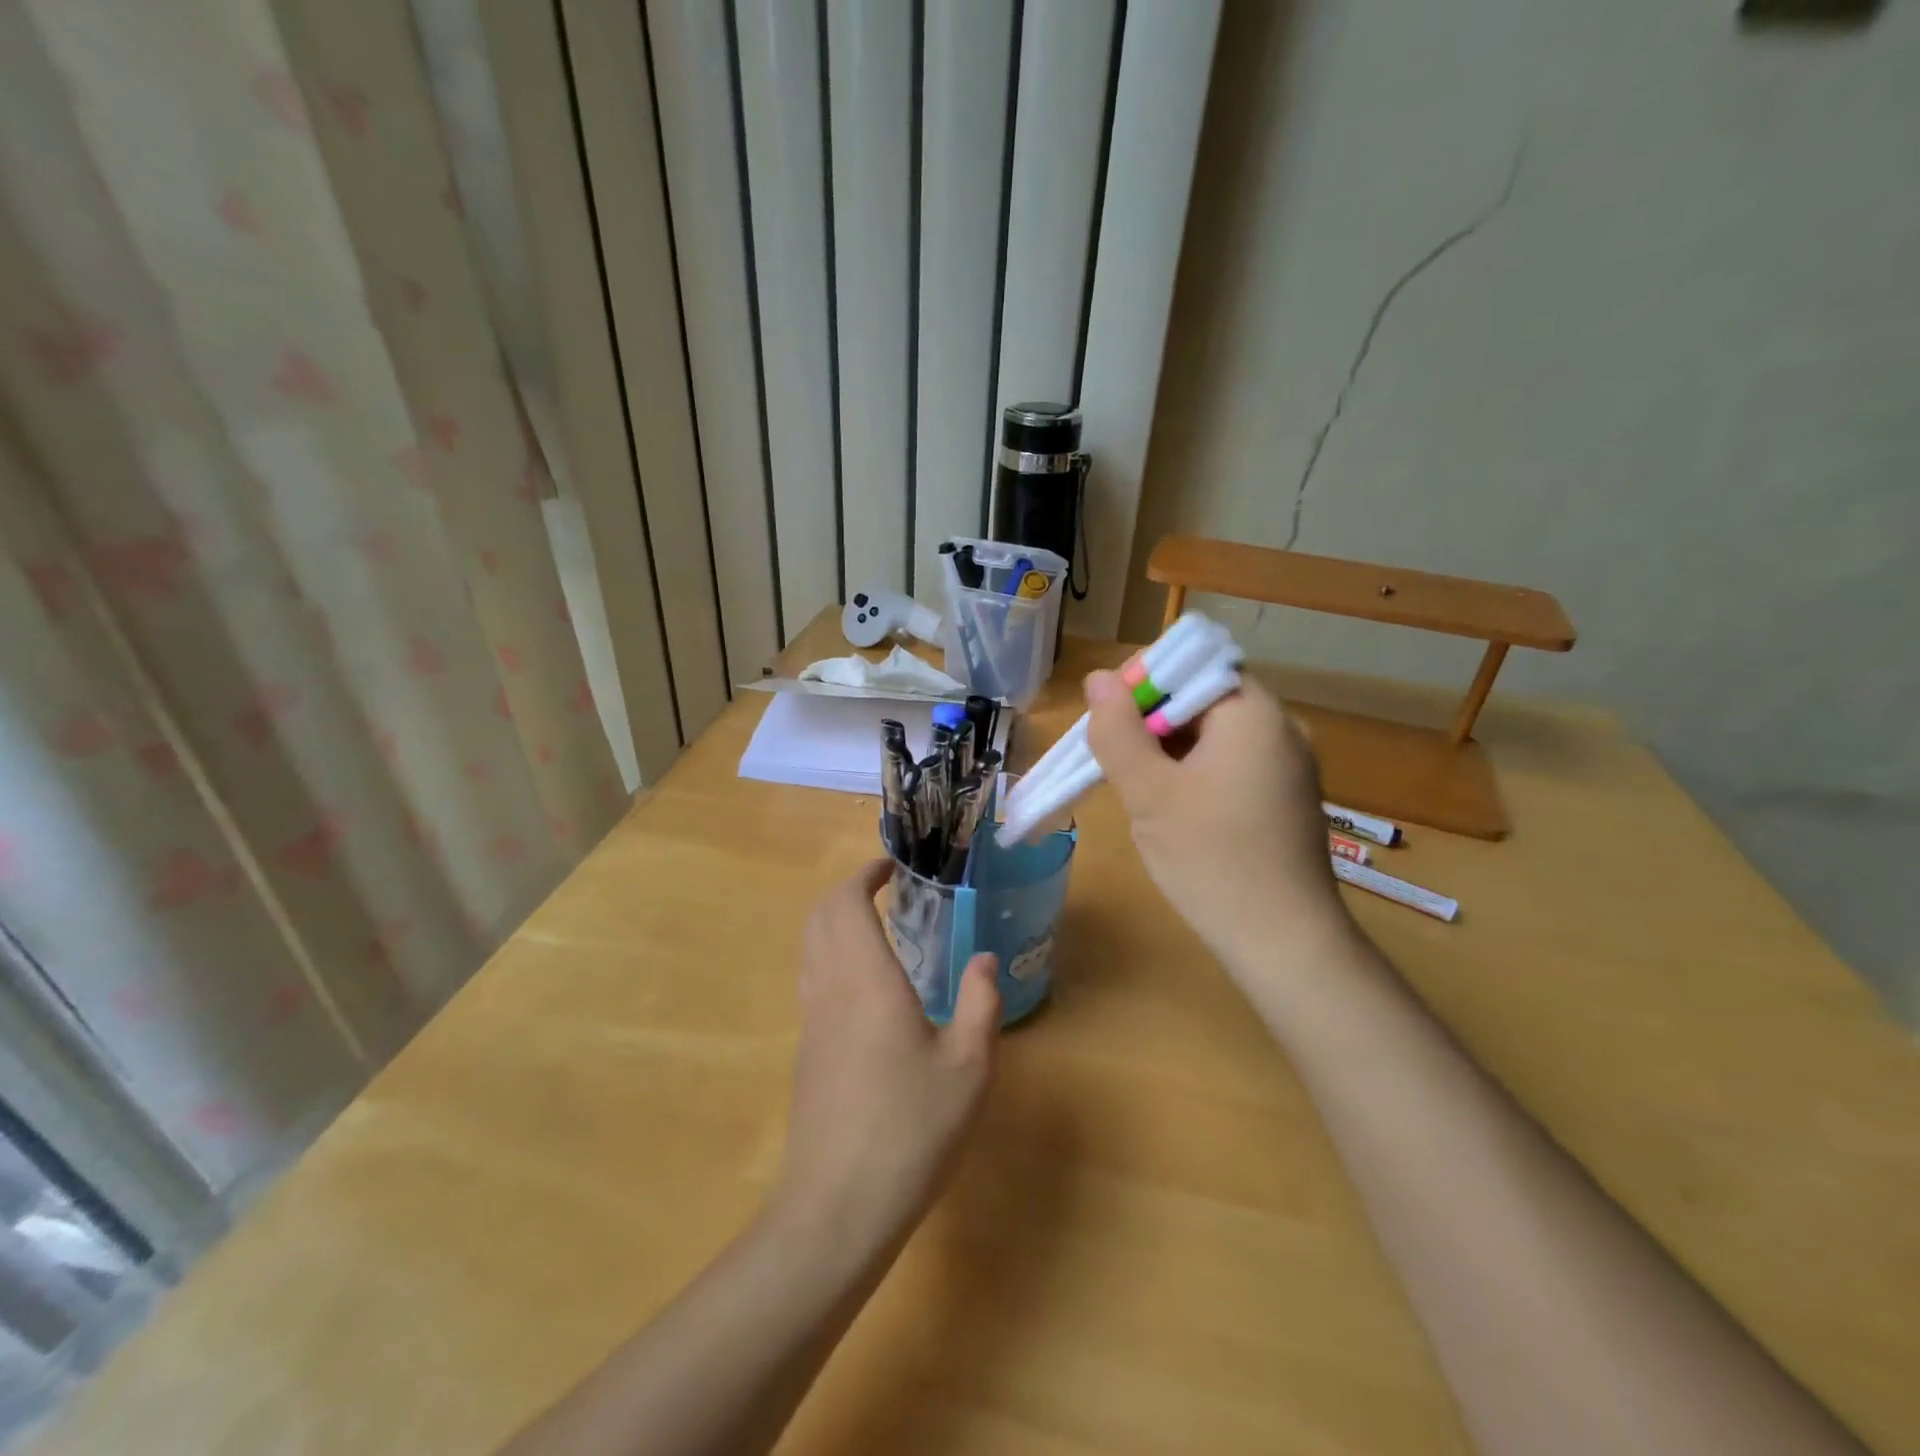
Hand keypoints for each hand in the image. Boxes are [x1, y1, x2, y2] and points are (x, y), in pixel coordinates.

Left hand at [770, 861, 1000, 1260]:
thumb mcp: (968, 1068)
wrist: (835, 1210)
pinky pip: (813, 979)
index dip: (864, 874)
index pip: (846, 902)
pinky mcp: (806, 1053)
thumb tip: (984, 960)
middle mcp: (829, 989)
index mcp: (865, 979)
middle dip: (848, 891)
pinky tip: (870, 988)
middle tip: (889, 890)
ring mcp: (811, 1022)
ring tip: (881, 929)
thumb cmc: (909, 1131)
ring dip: (837, 922)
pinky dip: (833, 956)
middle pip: (819, 916)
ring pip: (810, 947)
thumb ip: (981, 1004)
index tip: (892, 866)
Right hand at [1085, 670, 1350, 965]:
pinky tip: (1173, 812)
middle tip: (1113, 760)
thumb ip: (1118, 731)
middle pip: (1202, 700)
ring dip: (1168, 752)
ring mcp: (1288, 767)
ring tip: (1138, 791)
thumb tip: (1099, 679)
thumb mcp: (1150, 793)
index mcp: (1253, 713)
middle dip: (1150, 722)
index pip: (1192, 666)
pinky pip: (1231, 766)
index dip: (1143, 683)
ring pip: (1213, 736)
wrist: (1286, 945)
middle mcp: (1281, 729)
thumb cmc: (1212, 860)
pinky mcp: (1285, 800)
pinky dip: (1194, 775)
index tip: (1107, 719)